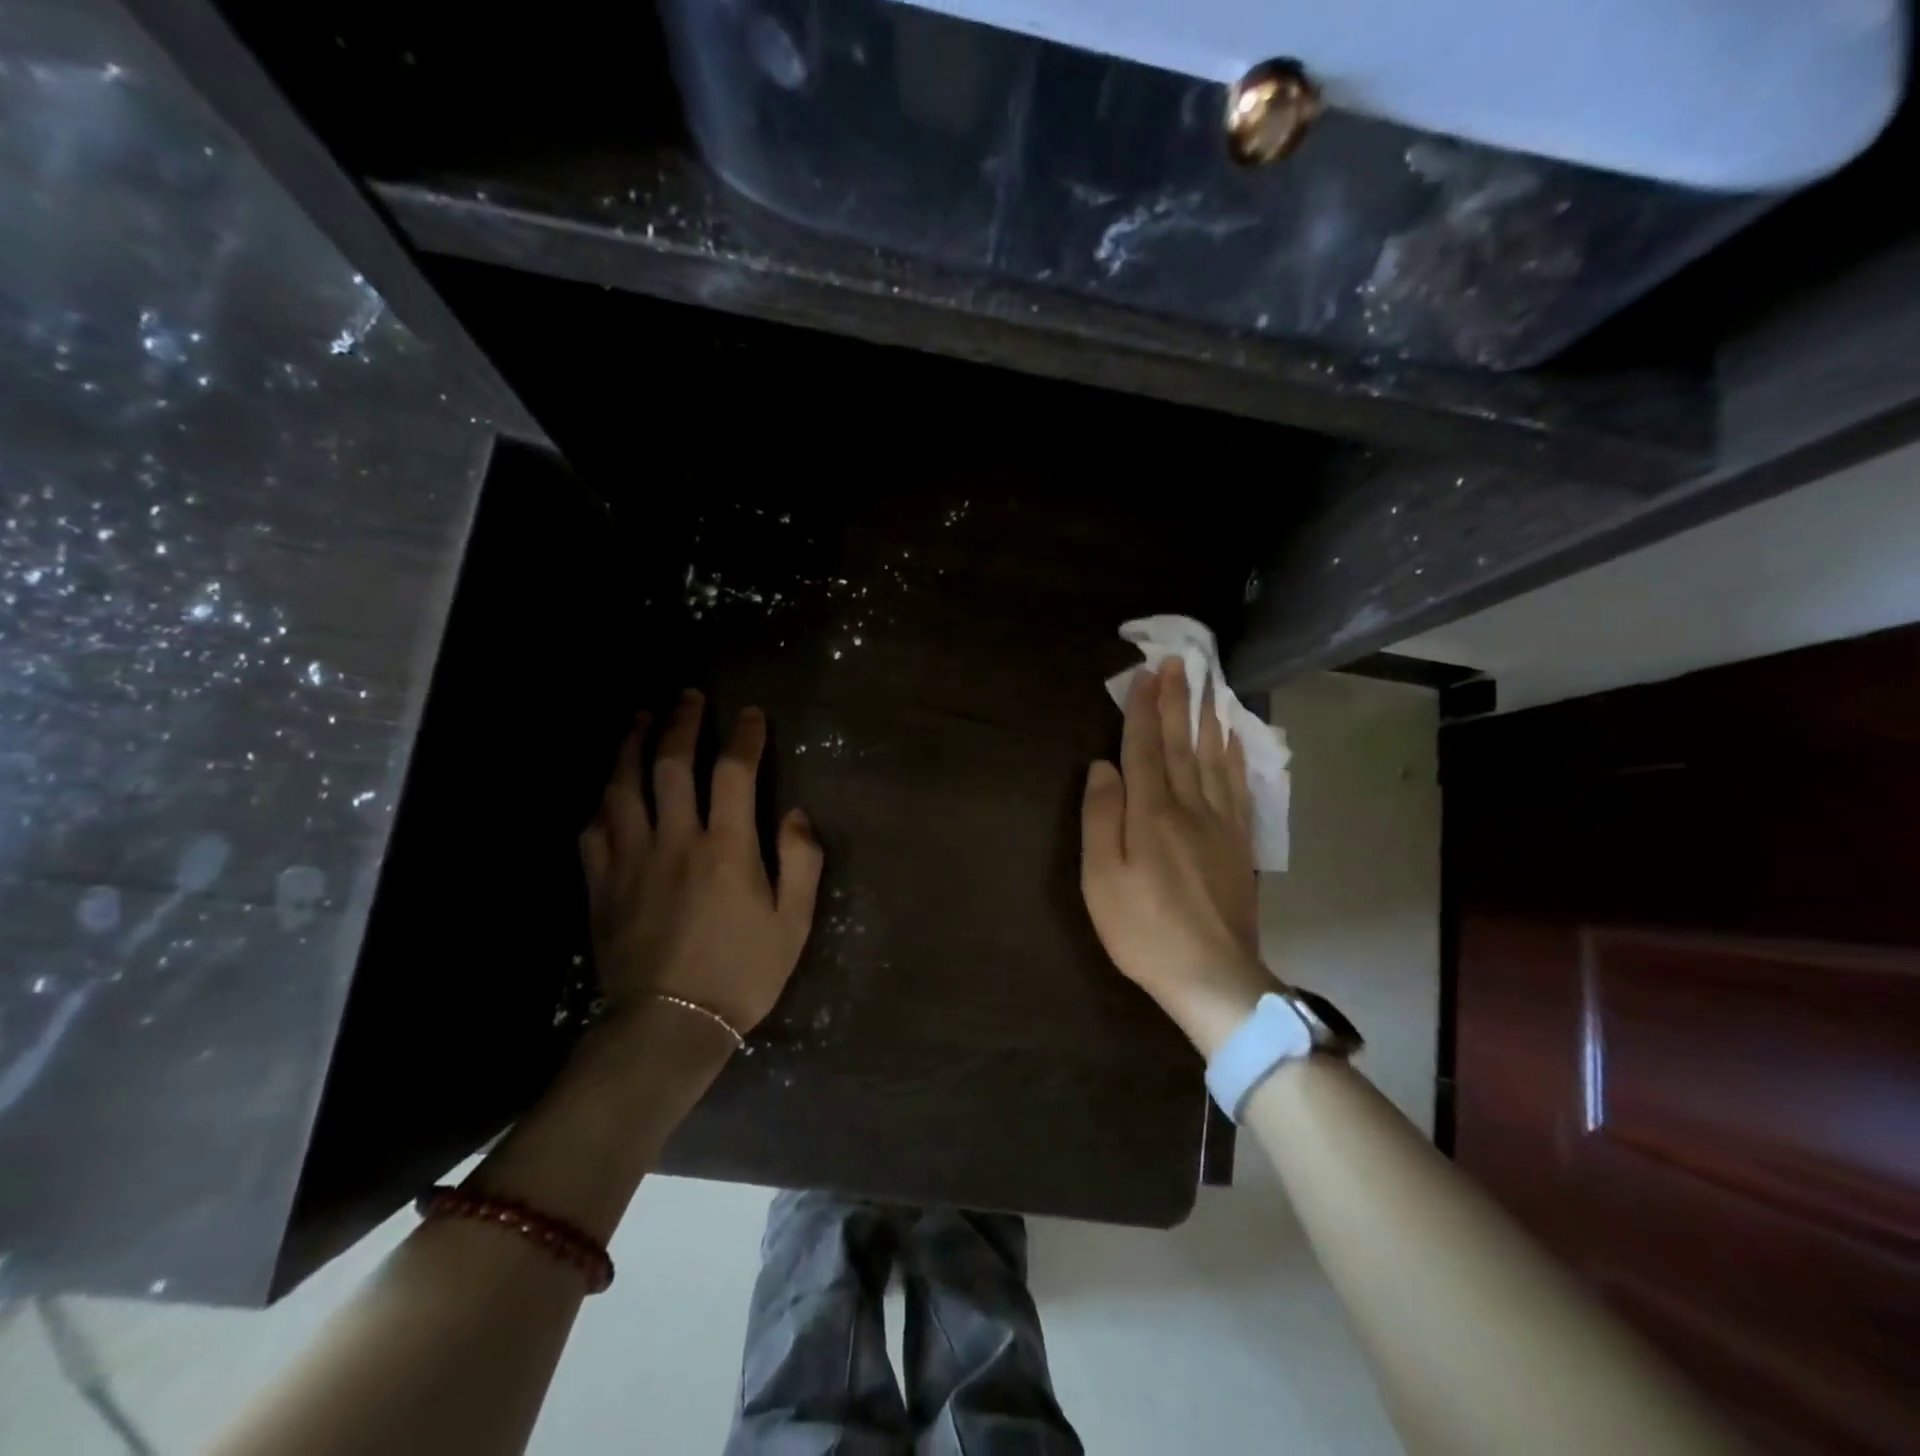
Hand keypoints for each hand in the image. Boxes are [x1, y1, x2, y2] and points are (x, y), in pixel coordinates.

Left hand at [579, 689, 823, 1048]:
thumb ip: (801, 861)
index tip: (751, 714)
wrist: (668, 1027)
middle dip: (682, 722)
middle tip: (688, 696)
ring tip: (639, 719)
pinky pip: (594, 829)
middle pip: (671, 764)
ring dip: (631, 745)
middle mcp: (675, 839)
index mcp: (727, 847)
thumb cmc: (741, 975)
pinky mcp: (601, 884)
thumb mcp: (793, 923)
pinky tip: (607, 791)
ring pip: (623, 786)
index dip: (744, 736)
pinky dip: (601, 802)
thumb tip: (794, 814)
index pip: (734, 772)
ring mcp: (631, 859)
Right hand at [1081, 658, 1275, 1054]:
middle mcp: (1188, 807)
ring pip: (1213, 759)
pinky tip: (1234, 740)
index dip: (1143, 710)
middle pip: (1181, 745)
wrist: (1211, 976)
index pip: (1145, 748)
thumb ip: (1102, 817)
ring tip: (1207, 686)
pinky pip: (1238, 787)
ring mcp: (1220, 824)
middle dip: (1177, 701)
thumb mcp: (1102, 879)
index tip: (1145, 673)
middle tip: (1179, 663)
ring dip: (1207, 718)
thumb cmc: (1143, 930)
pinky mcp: (1239, 843)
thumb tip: (1103, 766)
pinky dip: (1235, 757)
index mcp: (1150, 814)